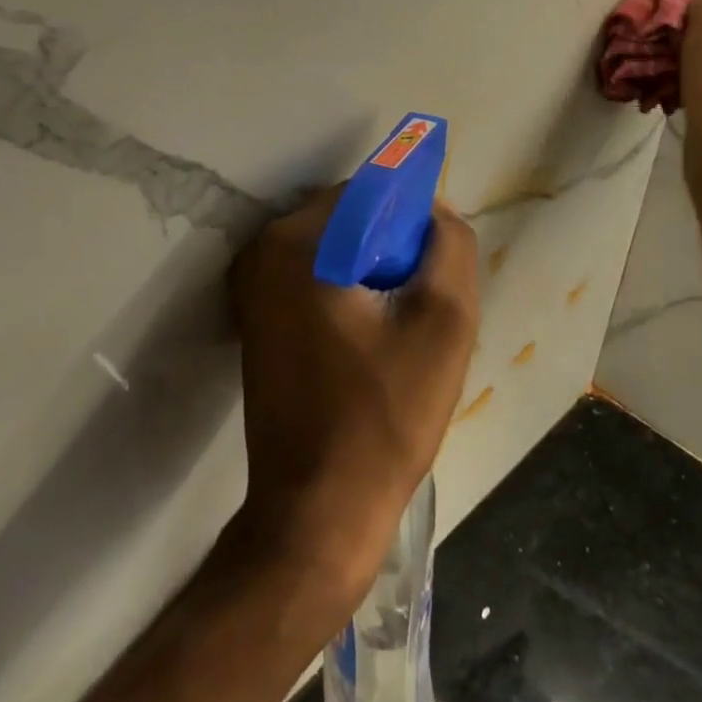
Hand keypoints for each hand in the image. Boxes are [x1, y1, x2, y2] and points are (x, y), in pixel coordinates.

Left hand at [228, 190, 478, 595]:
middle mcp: (262, 253)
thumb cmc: (383, 416)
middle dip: (391, 248)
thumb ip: (449, 248)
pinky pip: (312, 281)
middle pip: (347, 220)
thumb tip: (435, 213)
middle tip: (420, 303)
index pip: (368, 192)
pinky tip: (370, 343)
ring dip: (371, 274)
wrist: (316, 510)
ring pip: (332, 252)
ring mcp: (251, 289)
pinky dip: (346, 294)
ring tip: (399, 329)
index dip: (412, 219)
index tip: (433, 267)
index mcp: (297, 242)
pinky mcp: (254, 322)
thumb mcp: (443, 323)